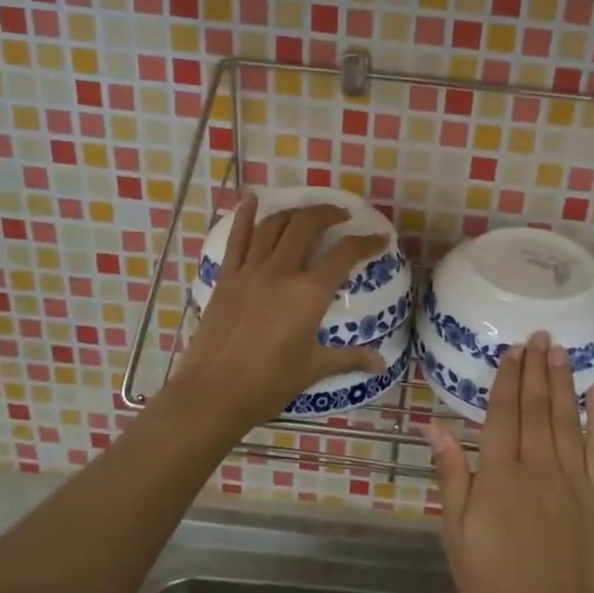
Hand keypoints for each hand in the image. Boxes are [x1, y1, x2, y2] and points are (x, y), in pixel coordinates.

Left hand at [167, 194, 387, 430]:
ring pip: (274, 225)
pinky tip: (252, 199)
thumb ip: (349, 358)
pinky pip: (238, 238)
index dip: (366, 242)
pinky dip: (246, 215)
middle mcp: (281, 272)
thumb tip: (380, 362)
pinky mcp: (227, 277)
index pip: (344, 254)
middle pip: (307, 226)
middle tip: (341, 216)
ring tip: (308, 214)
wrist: (213, 393)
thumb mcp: (314, 369)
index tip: (379, 239)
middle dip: (328, 214)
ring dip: (294, 213)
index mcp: (309, 293)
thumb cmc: (269, 383)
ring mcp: (250, 271)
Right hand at [425, 334, 593, 592]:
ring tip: (561, 351)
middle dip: (537, 370)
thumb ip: (451, 476)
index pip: (503, 414)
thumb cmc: (496, 586)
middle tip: (540, 337)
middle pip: (536, 408)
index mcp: (499, 475)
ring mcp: (574, 480)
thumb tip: (435, 425)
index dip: (508, 380)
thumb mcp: (457, 536)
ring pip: (567, 419)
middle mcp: (538, 467)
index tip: (513, 351)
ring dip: (563, 383)